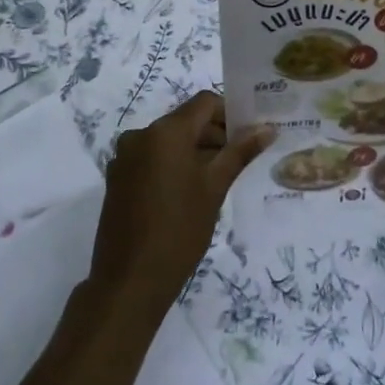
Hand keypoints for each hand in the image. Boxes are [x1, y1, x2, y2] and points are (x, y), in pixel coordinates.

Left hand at [90, 92, 272, 320]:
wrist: (129, 281)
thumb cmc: (179, 230)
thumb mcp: (215, 188)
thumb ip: (240, 152)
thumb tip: (267, 128)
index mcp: (165, 131)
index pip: (204, 103)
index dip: (230, 113)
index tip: (249, 135)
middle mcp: (141, 135)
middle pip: (185, 120)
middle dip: (214, 134)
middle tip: (239, 160)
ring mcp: (124, 157)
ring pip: (168, 141)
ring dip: (194, 150)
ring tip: (217, 180)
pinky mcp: (117, 178)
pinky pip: (151, 158)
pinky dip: (172, 164)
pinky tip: (188, 193)